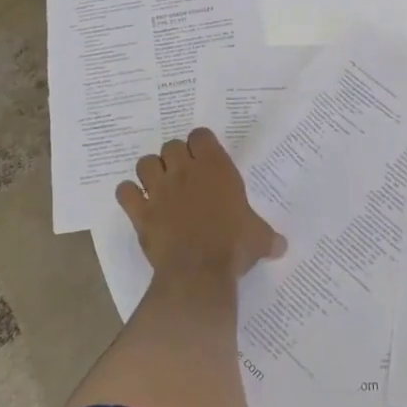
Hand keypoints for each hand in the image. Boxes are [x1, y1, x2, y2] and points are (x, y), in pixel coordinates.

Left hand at [116, 129, 284, 289]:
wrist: (199, 271)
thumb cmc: (233, 247)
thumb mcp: (260, 238)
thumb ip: (269, 237)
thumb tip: (282, 246)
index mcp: (215, 168)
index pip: (201, 135)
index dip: (201, 144)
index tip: (204, 157)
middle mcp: (185, 171)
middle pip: (171, 146)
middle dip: (175, 157)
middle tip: (183, 175)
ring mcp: (159, 190)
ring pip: (145, 163)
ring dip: (150, 171)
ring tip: (158, 186)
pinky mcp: (141, 211)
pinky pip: (124, 192)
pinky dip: (129, 195)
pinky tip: (138, 204)